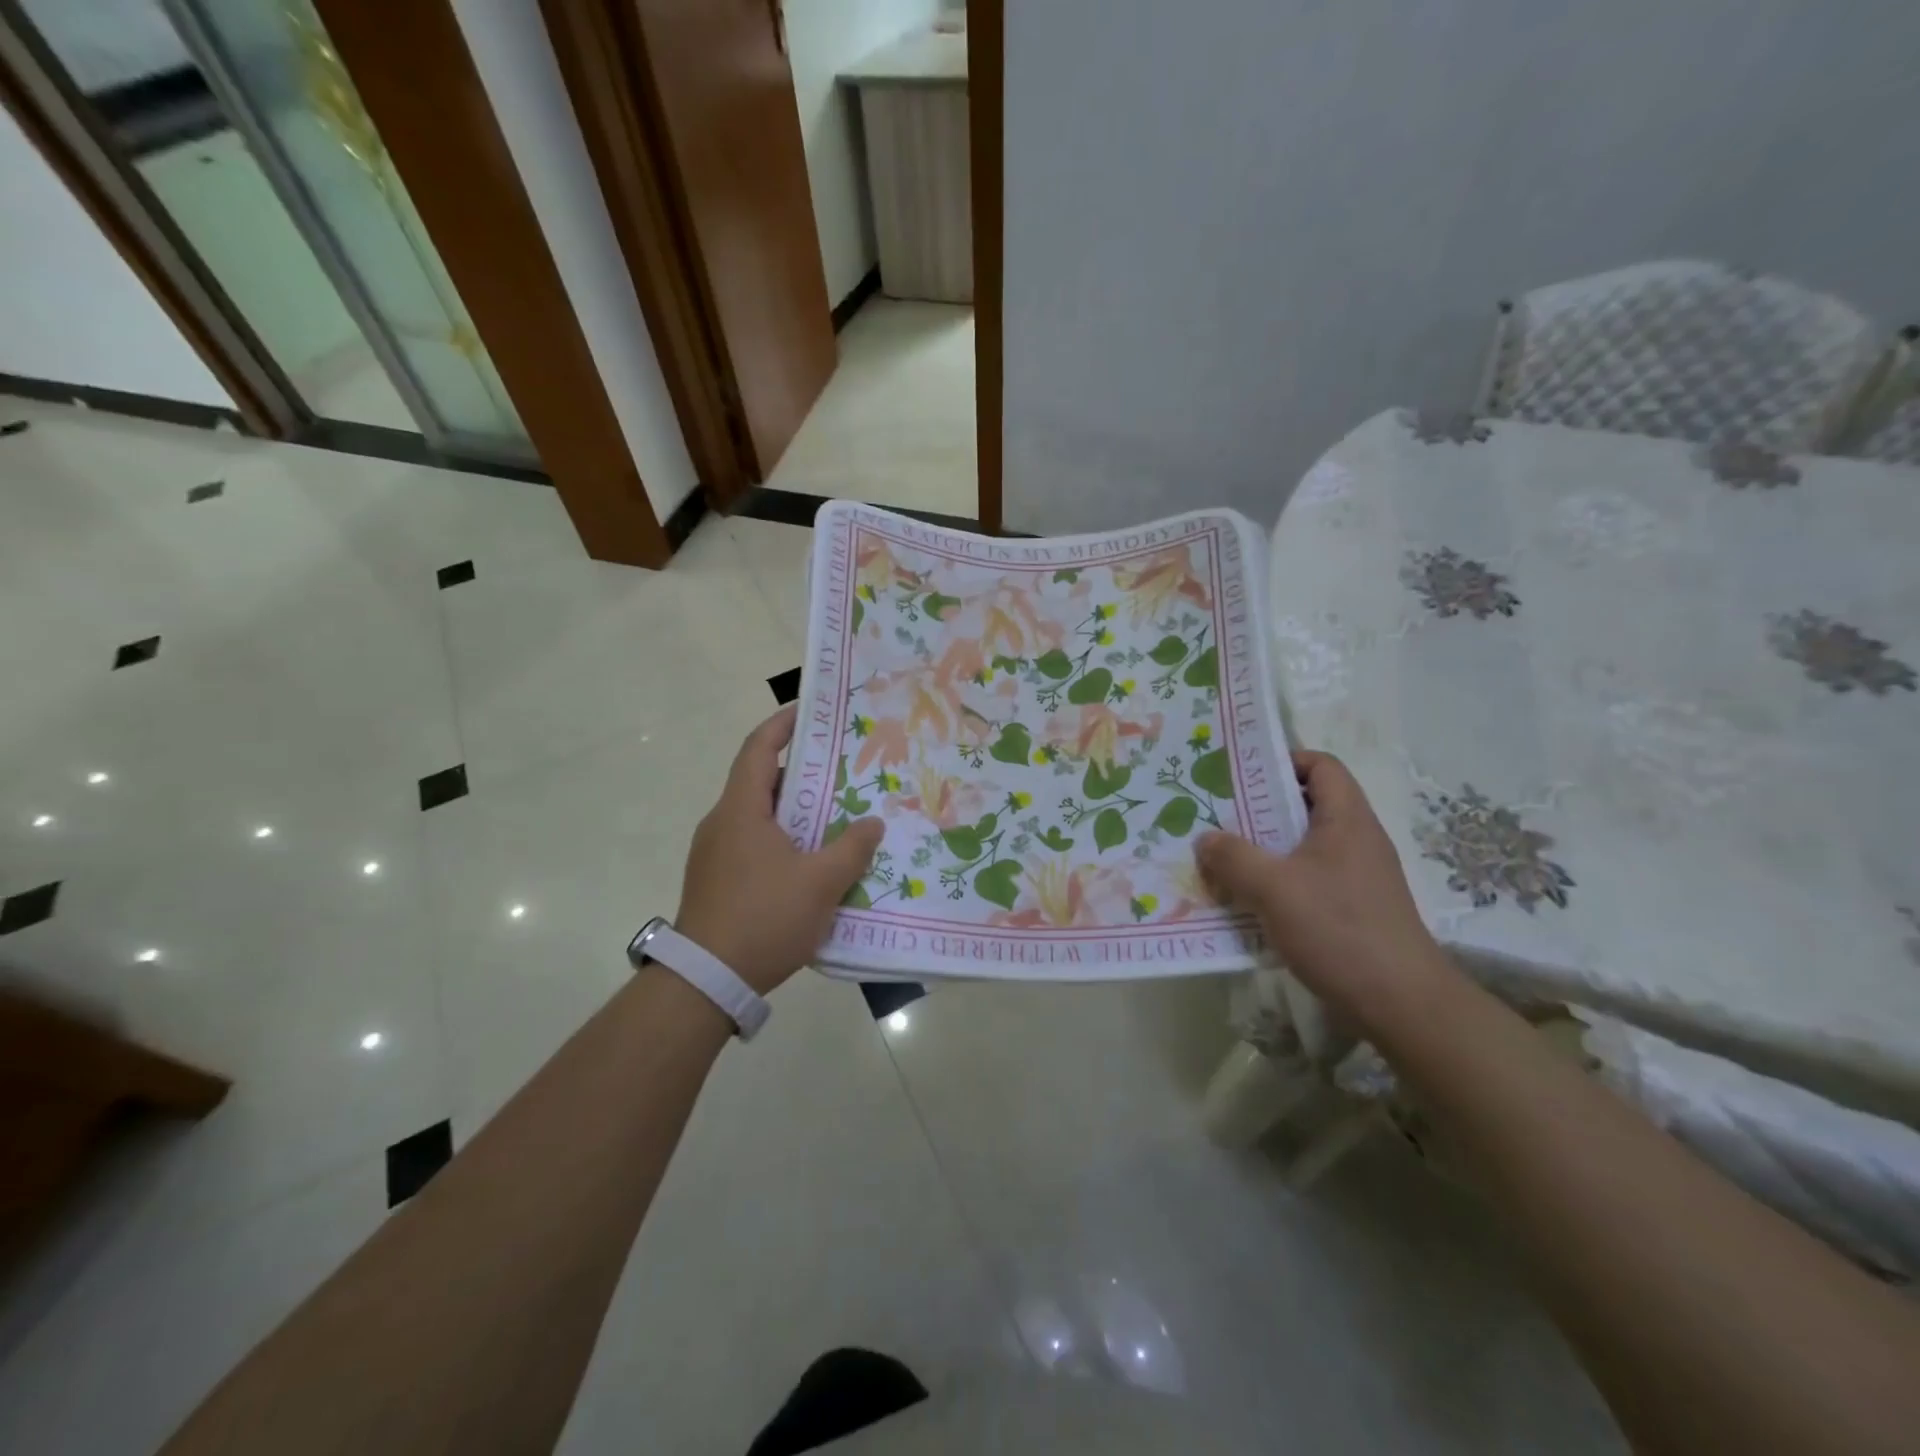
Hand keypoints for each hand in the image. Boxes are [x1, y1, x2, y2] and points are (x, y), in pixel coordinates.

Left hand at [675, 704, 884, 994]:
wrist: (705, 981)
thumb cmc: (764, 918)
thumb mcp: (820, 883)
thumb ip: (852, 848)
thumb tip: (872, 823)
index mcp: (741, 809)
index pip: (758, 748)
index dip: (783, 724)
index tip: (810, 711)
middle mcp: (722, 823)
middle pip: (761, 781)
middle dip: (800, 772)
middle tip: (840, 771)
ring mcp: (714, 854)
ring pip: (758, 817)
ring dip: (793, 812)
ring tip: (833, 817)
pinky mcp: (715, 881)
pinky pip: (753, 844)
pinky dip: (782, 840)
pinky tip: (809, 863)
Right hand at [1195, 750, 1456, 1038]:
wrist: (1400, 1002)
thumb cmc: (1338, 929)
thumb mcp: (1273, 888)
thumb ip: (1233, 858)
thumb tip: (1204, 839)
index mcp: (1346, 820)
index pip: (1321, 765)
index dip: (1284, 761)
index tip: (1242, 776)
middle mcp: (1356, 840)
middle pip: (1308, 805)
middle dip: (1261, 808)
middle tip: (1219, 816)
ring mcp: (1358, 876)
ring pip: (1304, 845)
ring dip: (1265, 849)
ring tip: (1224, 858)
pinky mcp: (1353, 908)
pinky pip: (1308, 878)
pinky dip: (1278, 881)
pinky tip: (1249, 901)